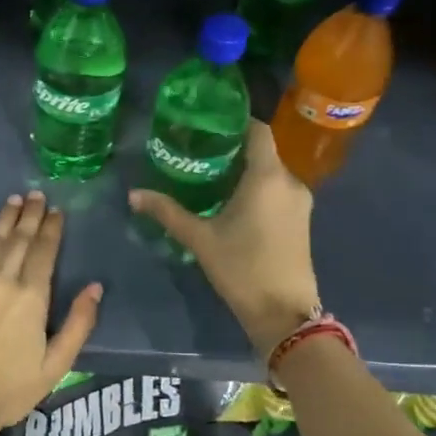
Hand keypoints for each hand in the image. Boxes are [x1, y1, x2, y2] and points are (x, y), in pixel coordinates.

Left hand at [0, 191, 102, 435]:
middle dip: (31, 215)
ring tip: (14, 200)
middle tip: (37, 194)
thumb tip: (95, 286)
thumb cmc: (10, 390)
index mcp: (32, 297)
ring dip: (4, 218)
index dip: (52, 229)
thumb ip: (79, 323)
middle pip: (19, 239)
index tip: (57, 211)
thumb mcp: (57, 364)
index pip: (45, 252)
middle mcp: (3, 279)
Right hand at [129, 119, 319, 355]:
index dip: (235, 121)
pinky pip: (277, 190)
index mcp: (267, 177)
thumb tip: (134, 194)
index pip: (257, 130)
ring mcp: (299, 202)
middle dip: (232, 148)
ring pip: (270, 172)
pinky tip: (231, 200)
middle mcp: (289, 182)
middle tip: (198, 149)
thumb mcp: (200, 239)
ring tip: (210, 174)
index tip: (208, 122)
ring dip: (244, 170)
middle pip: (262, 151)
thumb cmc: (242, 269)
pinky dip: (256, 188)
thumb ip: (168, 212)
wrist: (285, 314)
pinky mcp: (301, 220)